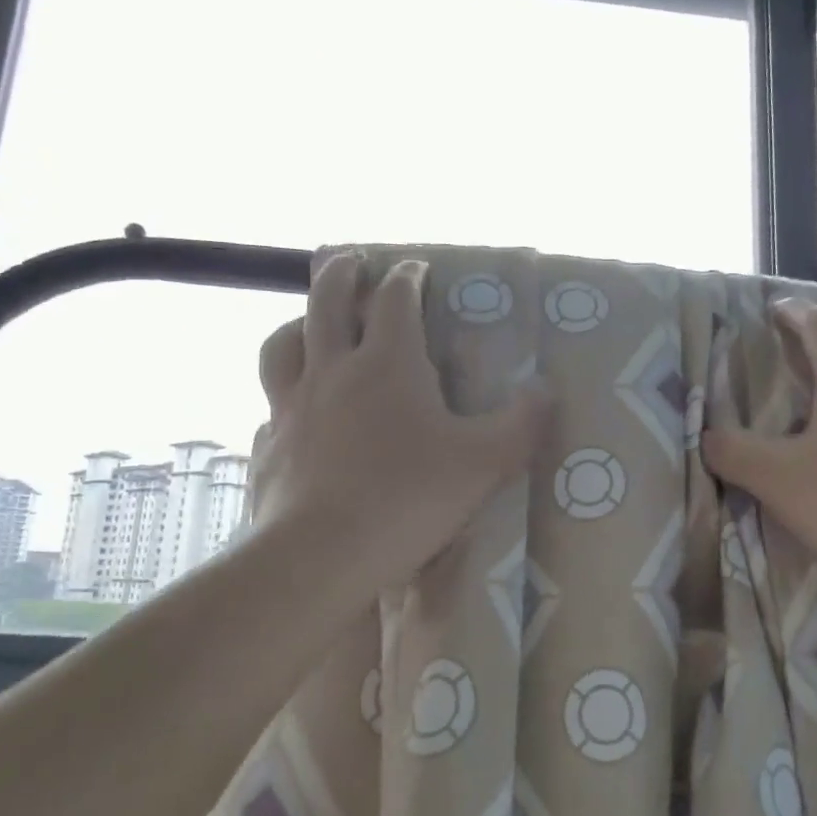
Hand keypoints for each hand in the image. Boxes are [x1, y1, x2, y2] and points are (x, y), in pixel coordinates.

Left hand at [248, 253, 549, 590]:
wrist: (322, 555)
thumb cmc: (408, 499)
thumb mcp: (484, 463)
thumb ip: (521, 424)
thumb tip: (547, 390)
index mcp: (388, 364)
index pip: (396, 299)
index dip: (409, 276)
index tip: (418, 268)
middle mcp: (333, 371)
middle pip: (328, 301)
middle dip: (343, 273)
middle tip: (352, 261)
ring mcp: (292, 407)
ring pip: (282, 345)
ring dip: (298, 323)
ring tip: (309, 324)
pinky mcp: (269, 446)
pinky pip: (271, 407)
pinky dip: (283, 397)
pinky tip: (295, 414)